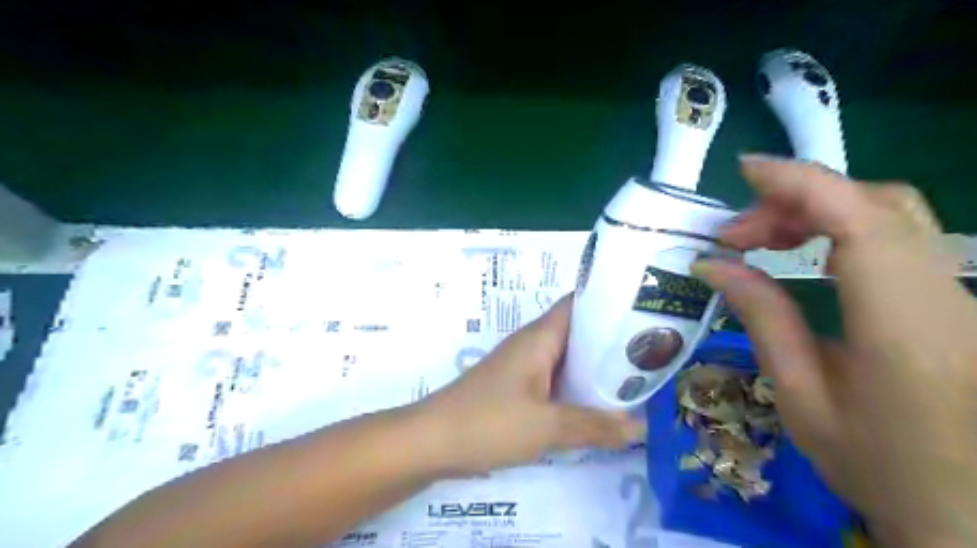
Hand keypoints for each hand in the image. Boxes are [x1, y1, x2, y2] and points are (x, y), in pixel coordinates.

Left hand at [415, 295, 645, 474]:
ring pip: (567, 359)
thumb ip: (596, 426)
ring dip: (595, 368)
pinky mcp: (516, 389)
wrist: (431, 441)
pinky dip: (576, 388)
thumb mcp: (547, 426)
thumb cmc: (488, 422)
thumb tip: (641, 426)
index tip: (645, 313)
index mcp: (540, 337)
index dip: (610, 303)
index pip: (579, 303)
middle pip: (578, 332)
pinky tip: (597, 406)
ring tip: (635, 379)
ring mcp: (523, 367)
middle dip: (611, 342)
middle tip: (651, 353)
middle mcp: (532, 345)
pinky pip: (554, 380)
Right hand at [689, 155, 976, 547]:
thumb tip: (714, 265)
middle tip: (736, 236)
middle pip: (878, 205)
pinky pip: (897, 238)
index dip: (803, 183)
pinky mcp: (956, 299)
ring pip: (891, 215)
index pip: (860, 222)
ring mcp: (961, 295)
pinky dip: (840, 227)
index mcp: (904, 329)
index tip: (746, 170)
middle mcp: (947, 298)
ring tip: (760, 242)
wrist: (972, 514)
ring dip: (816, 211)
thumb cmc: (878, 467)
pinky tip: (802, 252)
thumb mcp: (801, 396)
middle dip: (796, 200)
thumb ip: (763, 319)